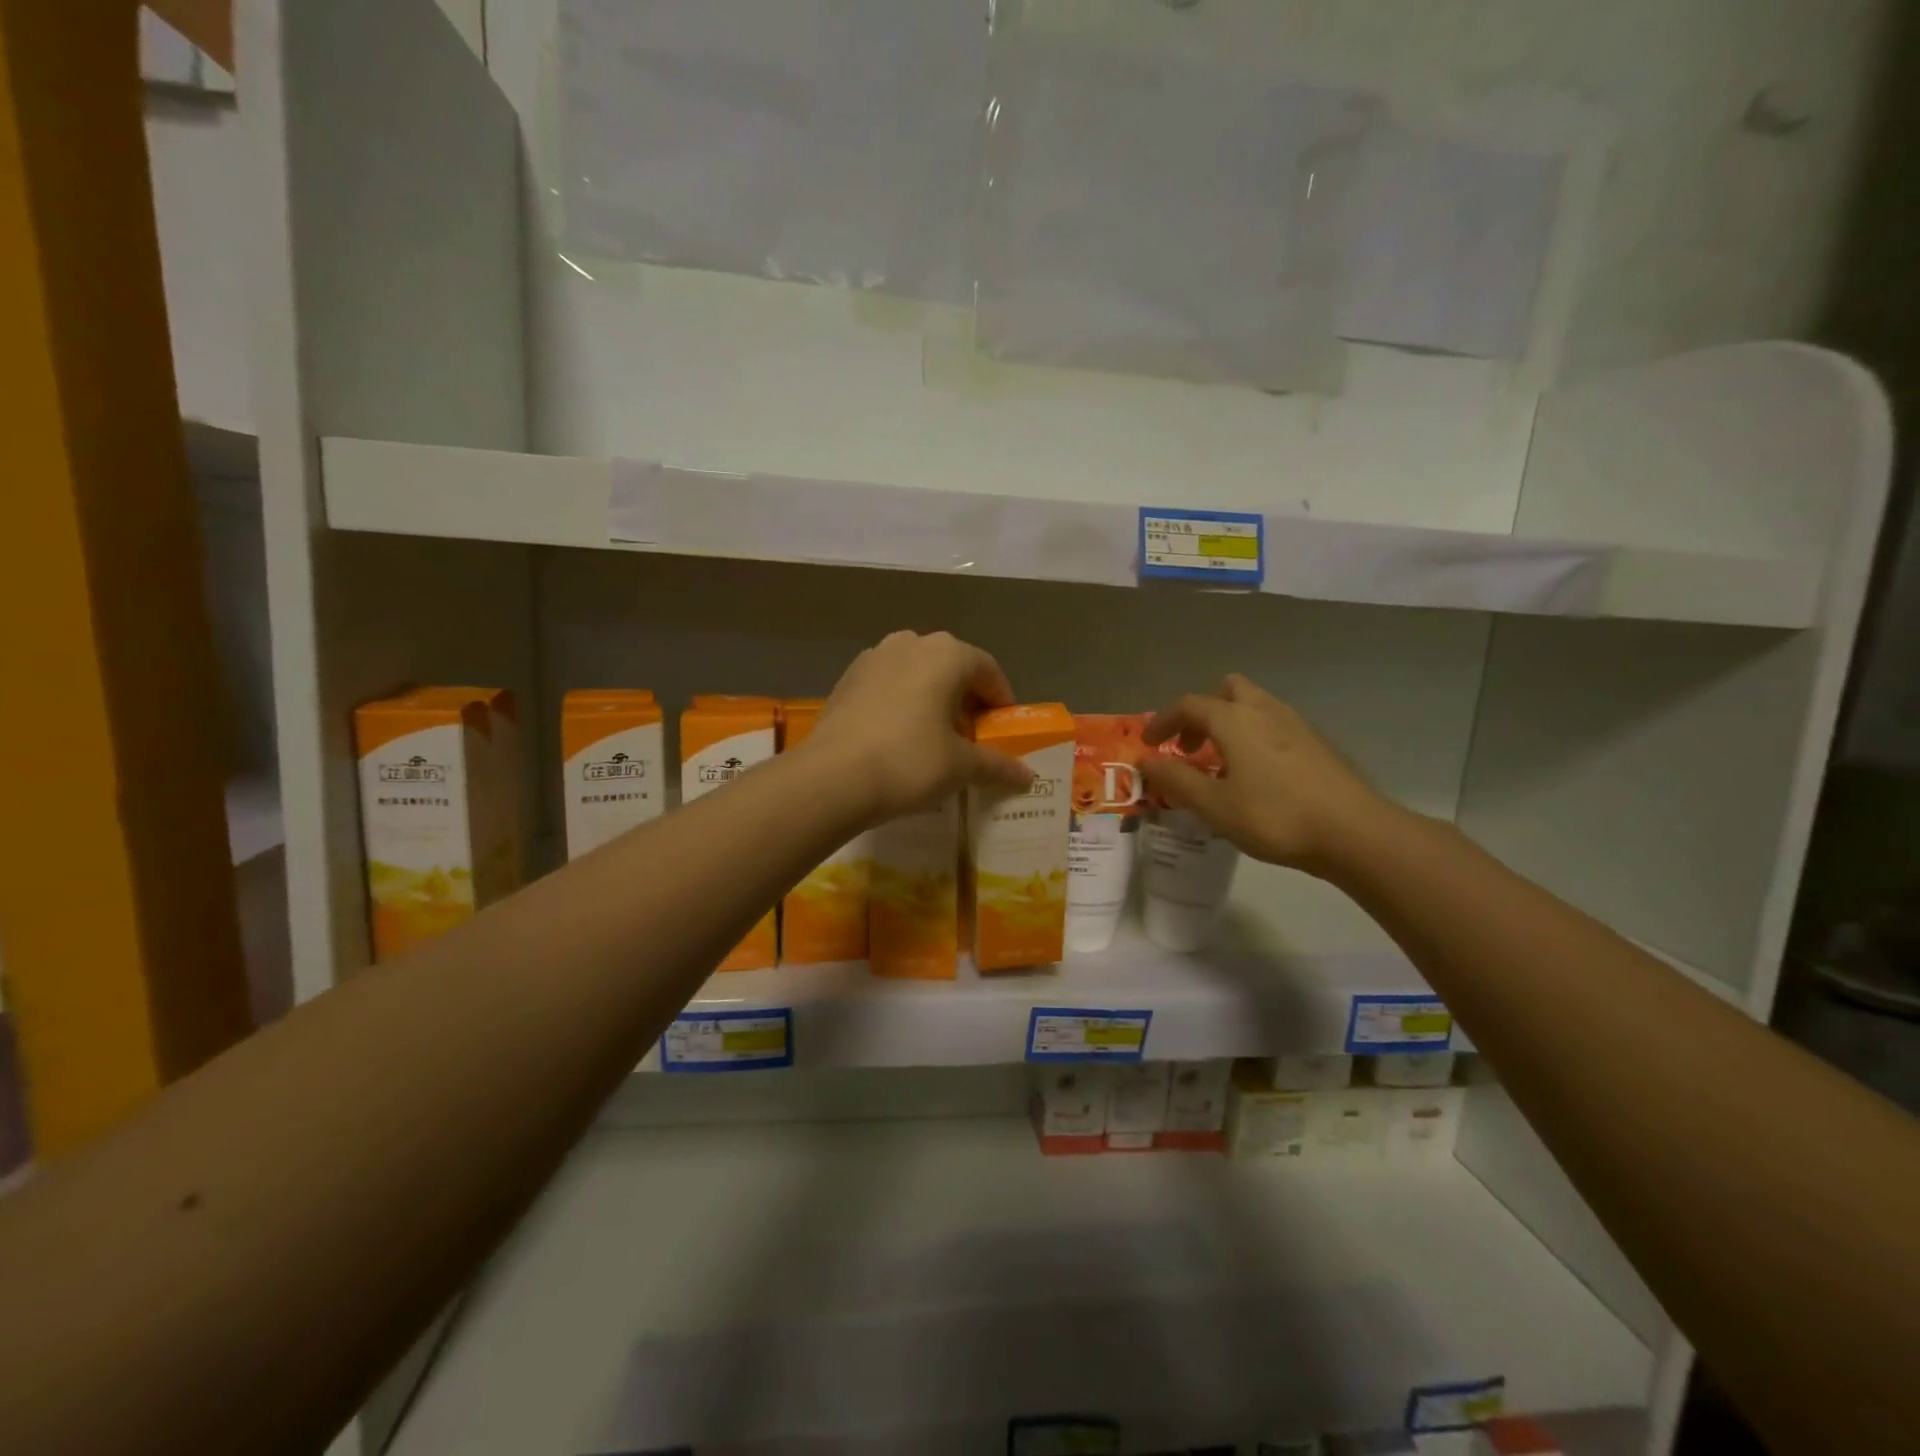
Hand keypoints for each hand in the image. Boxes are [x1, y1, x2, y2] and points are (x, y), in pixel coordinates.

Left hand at [809, 631, 1032, 822]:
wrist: (831, 777)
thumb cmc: (909, 762)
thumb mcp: (961, 767)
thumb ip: (997, 765)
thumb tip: (1027, 776)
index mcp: (947, 653)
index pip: (988, 669)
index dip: (1001, 700)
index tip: (1003, 729)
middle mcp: (911, 643)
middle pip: (952, 667)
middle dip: (966, 698)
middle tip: (971, 736)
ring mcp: (873, 657)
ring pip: (917, 673)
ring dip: (932, 698)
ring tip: (934, 736)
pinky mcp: (847, 678)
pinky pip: (888, 685)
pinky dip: (901, 703)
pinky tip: (897, 737)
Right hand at [1140, 674, 1398, 878]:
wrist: (1355, 833)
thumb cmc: (1275, 816)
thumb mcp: (1215, 805)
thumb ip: (1177, 780)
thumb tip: (1146, 760)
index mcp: (1235, 720)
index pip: (1189, 705)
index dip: (1163, 720)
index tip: (1148, 744)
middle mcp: (1265, 711)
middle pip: (1227, 690)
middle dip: (1202, 712)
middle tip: (1190, 745)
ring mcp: (1296, 725)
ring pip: (1254, 706)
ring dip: (1229, 725)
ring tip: (1220, 764)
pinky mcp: (1317, 744)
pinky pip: (1273, 726)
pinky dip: (1253, 738)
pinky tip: (1255, 777)